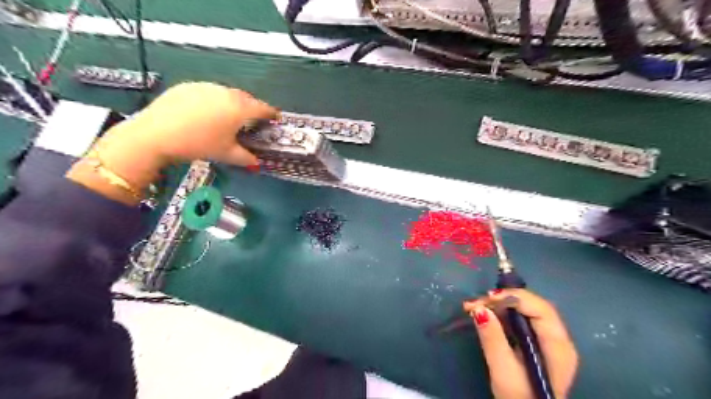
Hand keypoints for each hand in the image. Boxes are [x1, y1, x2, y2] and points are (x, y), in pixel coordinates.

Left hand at [102, 80, 277, 165]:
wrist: (156, 134)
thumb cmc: (199, 145)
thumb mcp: (227, 155)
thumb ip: (247, 158)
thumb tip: (257, 163)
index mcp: (240, 109)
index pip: (263, 108)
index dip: (271, 114)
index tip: (276, 118)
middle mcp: (226, 93)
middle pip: (246, 98)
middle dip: (253, 108)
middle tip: (253, 120)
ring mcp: (206, 87)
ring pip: (227, 93)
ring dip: (233, 103)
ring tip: (228, 117)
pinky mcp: (189, 86)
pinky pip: (209, 92)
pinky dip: (214, 101)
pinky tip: (206, 113)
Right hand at [467, 289, 575, 398]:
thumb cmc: (519, 398)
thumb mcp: (503, 371)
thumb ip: (493, 339)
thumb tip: (479, 309)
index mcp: (558, 347)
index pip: (540, 309)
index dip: (514, 297)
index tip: (487, 297)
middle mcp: (559, 339)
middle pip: (533, 306)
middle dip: (503, 299)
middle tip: (476, 302)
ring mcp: (550, 340)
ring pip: (526, 310)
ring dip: (500, 305)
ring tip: (475, 307)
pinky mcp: (539, 343)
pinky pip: (522, 319)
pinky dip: (503, 314)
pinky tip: (486, 315)